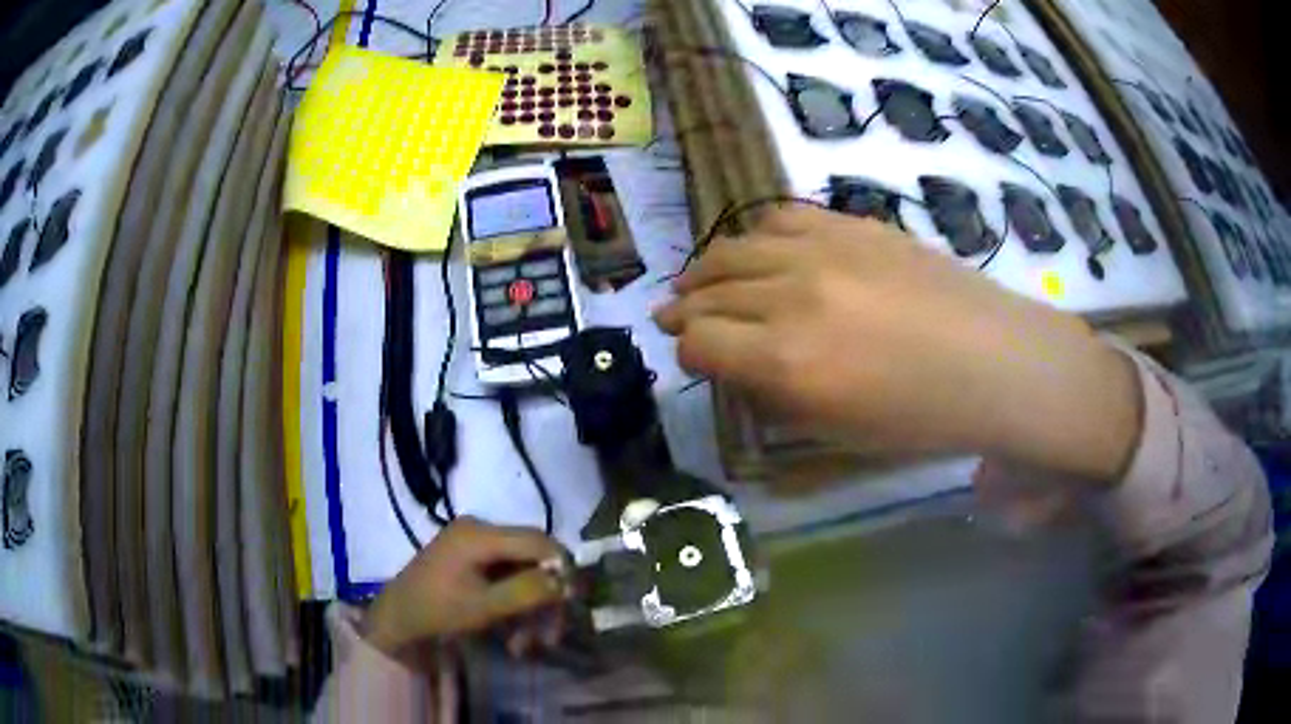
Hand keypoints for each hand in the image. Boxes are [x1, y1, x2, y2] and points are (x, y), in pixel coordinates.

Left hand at [364, 518, 566, 656]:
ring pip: (523, 571)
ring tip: (527, 646)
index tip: (573, 603)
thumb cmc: (436, 612)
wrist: (395, 620)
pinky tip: (512, 636)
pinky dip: (515, 605)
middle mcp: (480, 529)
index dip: (562, 568)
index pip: (538, 541)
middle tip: (550, 637)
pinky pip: (507, 577)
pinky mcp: (471, 558)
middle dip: (545, 598)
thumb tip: (566, 581)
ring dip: (530, 609)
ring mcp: (474, 543)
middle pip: (533, 557)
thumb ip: (526, 591)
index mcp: (479, 534)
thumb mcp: (483, 607)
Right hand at [654, 206, 1140, 482]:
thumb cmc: (923, 417)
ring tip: (703, 281)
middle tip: (678, 317)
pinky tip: (761, 251)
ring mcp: (823, 251)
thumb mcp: (838, 432)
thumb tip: (735, 366)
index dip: (689, 353)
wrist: (996, 362)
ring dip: (708, 269)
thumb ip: (774, 396)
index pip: (700, 343)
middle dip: (686, 310)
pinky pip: (781, 218)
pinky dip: (758, 237)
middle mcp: (792, 296)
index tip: (697, 359)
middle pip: (709, 292)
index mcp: (788, 362)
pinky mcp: (851, 225)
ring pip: (734, 248)